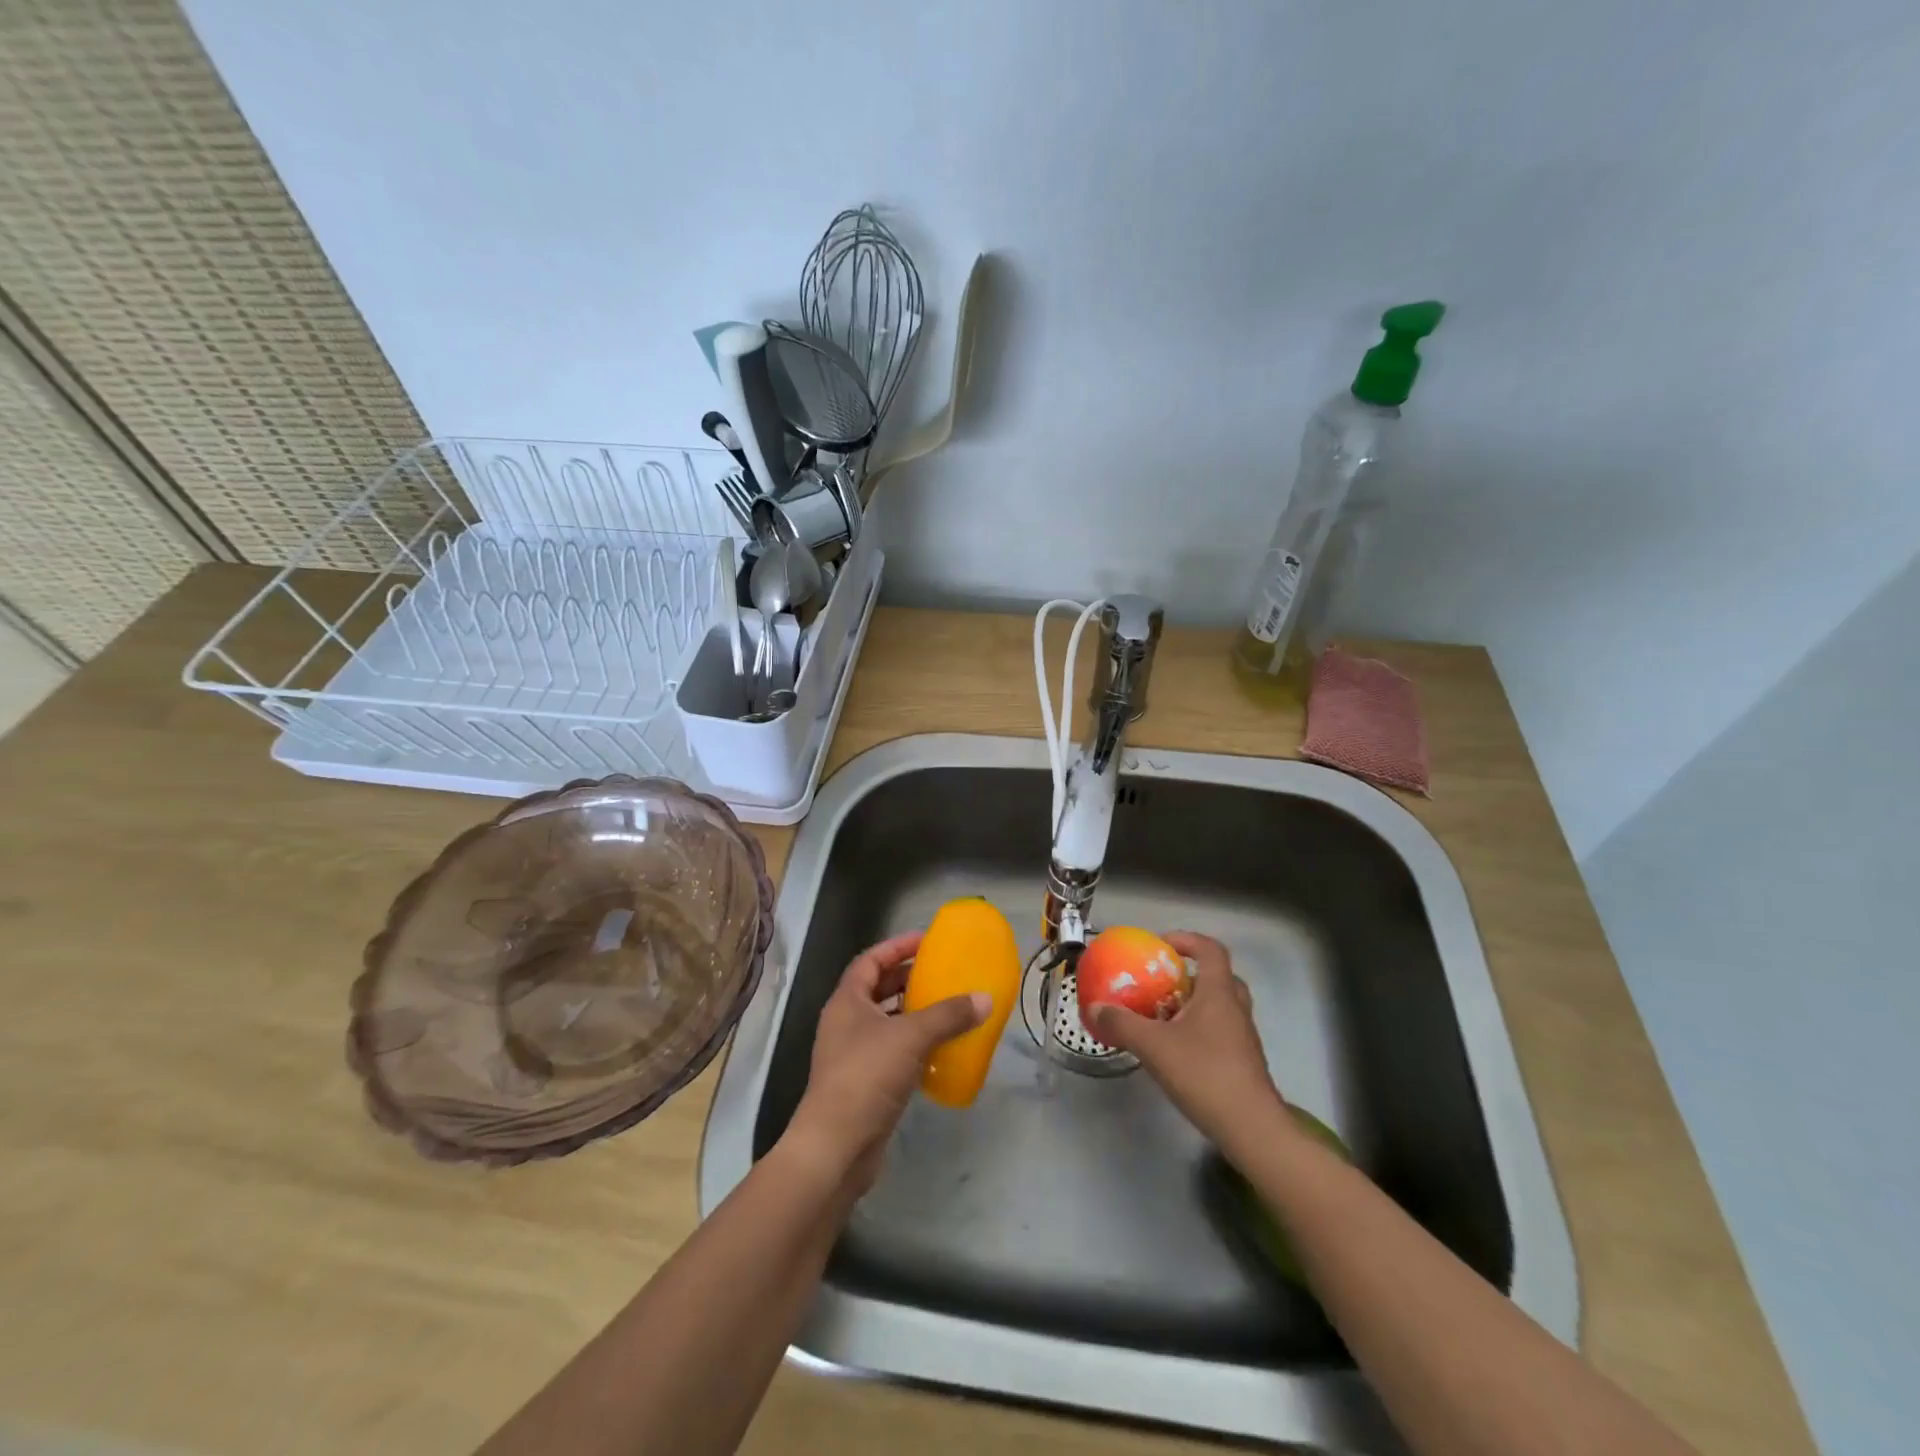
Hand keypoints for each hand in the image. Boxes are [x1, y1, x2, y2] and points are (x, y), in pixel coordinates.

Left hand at [784, 932, 987, 1193]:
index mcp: (847, 1001)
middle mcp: (846, 1023)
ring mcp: (853, 1055)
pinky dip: (916, 1045)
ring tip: (948, 1007)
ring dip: (914, 1013)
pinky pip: (894, 1052)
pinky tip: (941, 1049)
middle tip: (941, 972)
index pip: (870, 960)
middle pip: (878, 988)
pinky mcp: (865, 1084)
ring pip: (887, 1022)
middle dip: (908, 978)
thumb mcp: (911, 1037)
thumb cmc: (866, 1076)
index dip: (897, 946)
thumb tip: (984, 998)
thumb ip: (948, 1015)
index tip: (926, 940)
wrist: (837, 1146)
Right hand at [1086, 931, 1285, 1149]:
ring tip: (1163, 1015)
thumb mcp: (1153, 1046)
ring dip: (1194, 1003)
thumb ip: (1122, 1024)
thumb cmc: (1205, 1074)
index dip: (1187, 940)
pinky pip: (1220, 1030)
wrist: (1251, 1129)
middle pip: (1218, 976)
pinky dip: (1199, 1029)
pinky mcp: (1243, 1062)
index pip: (1211, 949)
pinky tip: (1175, 1049)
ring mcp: (1243, 1036)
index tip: (1161, 946)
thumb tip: (1095, 1007)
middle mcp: (1235, 1008)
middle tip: (1162, 982)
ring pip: (1220, 1006)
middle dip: (1189, 974)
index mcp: (1219, 993)